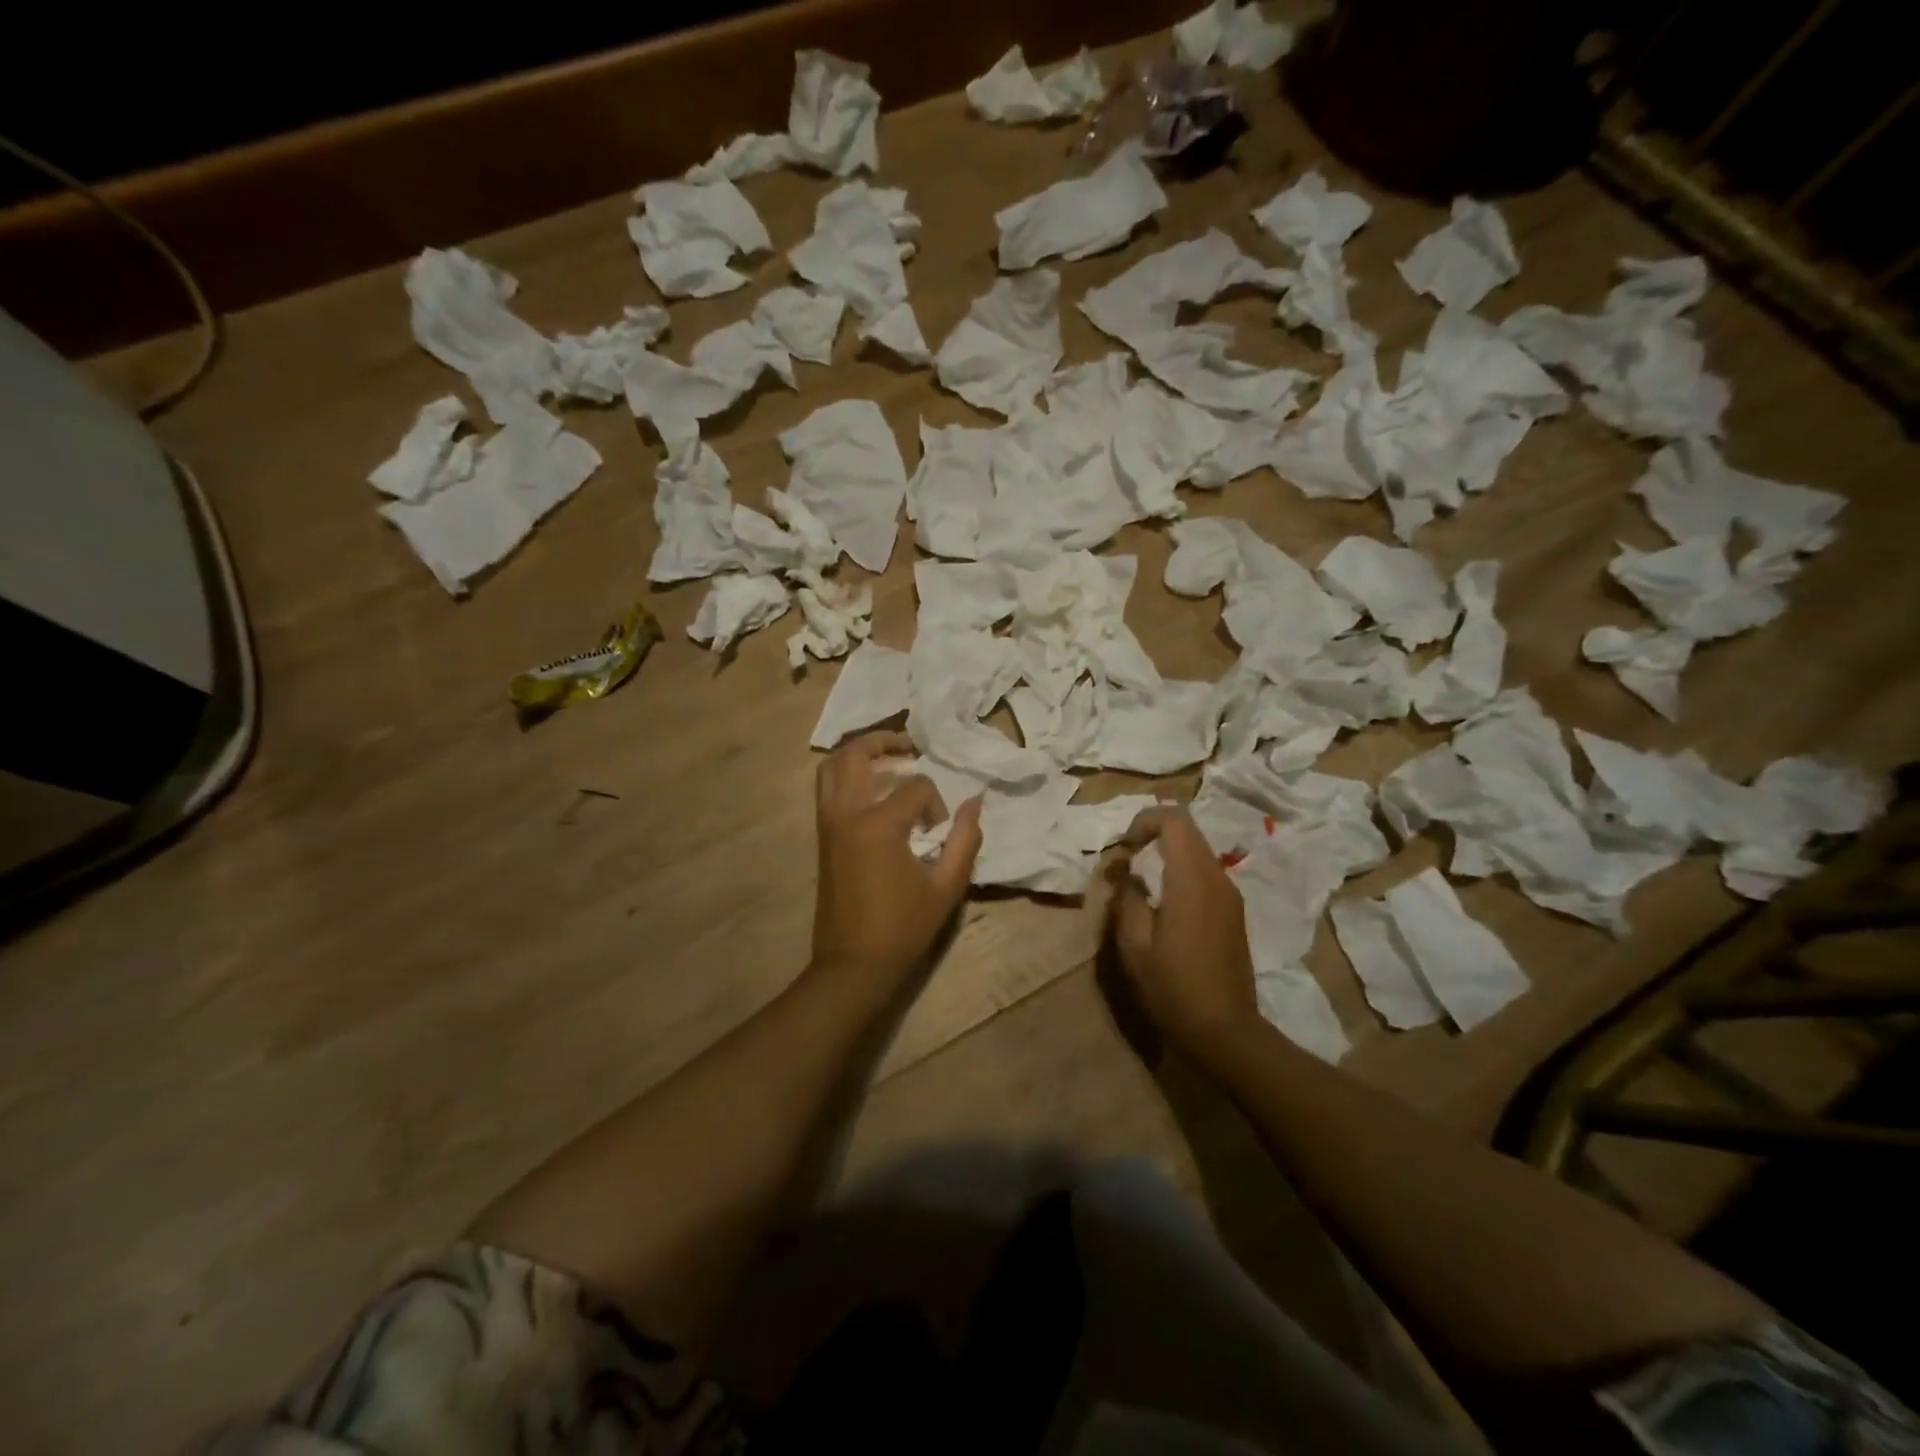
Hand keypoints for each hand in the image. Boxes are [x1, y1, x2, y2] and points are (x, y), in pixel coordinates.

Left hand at [811, 732, 982, 986]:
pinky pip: (826, 788)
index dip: (935, 803)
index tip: (938, 832)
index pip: (915, 786)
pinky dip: (845, 775)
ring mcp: (828, 823)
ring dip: (859, 754)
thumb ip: (964, 840)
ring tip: (888, 759)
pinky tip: (871, 787)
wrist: (853, 964)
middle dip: (885, 742)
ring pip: (831, 766)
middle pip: (856, 754)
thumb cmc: (903, 927)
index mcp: (878, 824)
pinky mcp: (821, 836)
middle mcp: (846, 813)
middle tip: (910, 747)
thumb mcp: (947, 887)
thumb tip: (974, 803)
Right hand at [1109, 808, 1261, 1061]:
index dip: (1145, 820)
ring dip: (1168, 853)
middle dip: (1154, 833)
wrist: (1226, 1032)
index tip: (1124, 846)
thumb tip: (1126, 872)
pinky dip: (1182, 871)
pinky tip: (1165, 904)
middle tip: (1128, 859)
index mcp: (1192, 881)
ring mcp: (1231, 895)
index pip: (1175, 820)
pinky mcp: (1234, 912)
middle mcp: (1217, 878)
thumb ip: (1127, 899)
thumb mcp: (1134, 947)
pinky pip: (1206, 873)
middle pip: (1189, 830)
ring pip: (1198, 851)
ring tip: (1142, 882)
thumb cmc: (1173, 989)